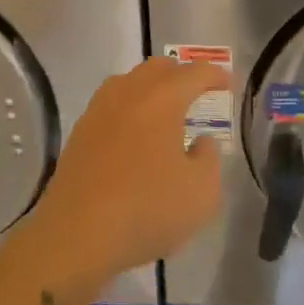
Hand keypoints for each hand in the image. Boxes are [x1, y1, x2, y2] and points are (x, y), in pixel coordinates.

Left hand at [26, 57, 227, 285]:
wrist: (75, 236)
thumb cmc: (146, 209)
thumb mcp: (201, 193)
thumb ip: (209, 159)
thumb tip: (201, 142)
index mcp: (163, 99)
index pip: (195, 73)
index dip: (215, 75)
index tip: (228, 83)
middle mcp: (130, 93)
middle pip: (158, 67)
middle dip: (181, 74)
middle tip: (197, 93)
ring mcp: (99, 110)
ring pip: (130, 82)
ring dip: (152, 87)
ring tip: (164, 111)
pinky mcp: (80, 133)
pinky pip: (111, 104)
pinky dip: (129, 108)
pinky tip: (134, 133)